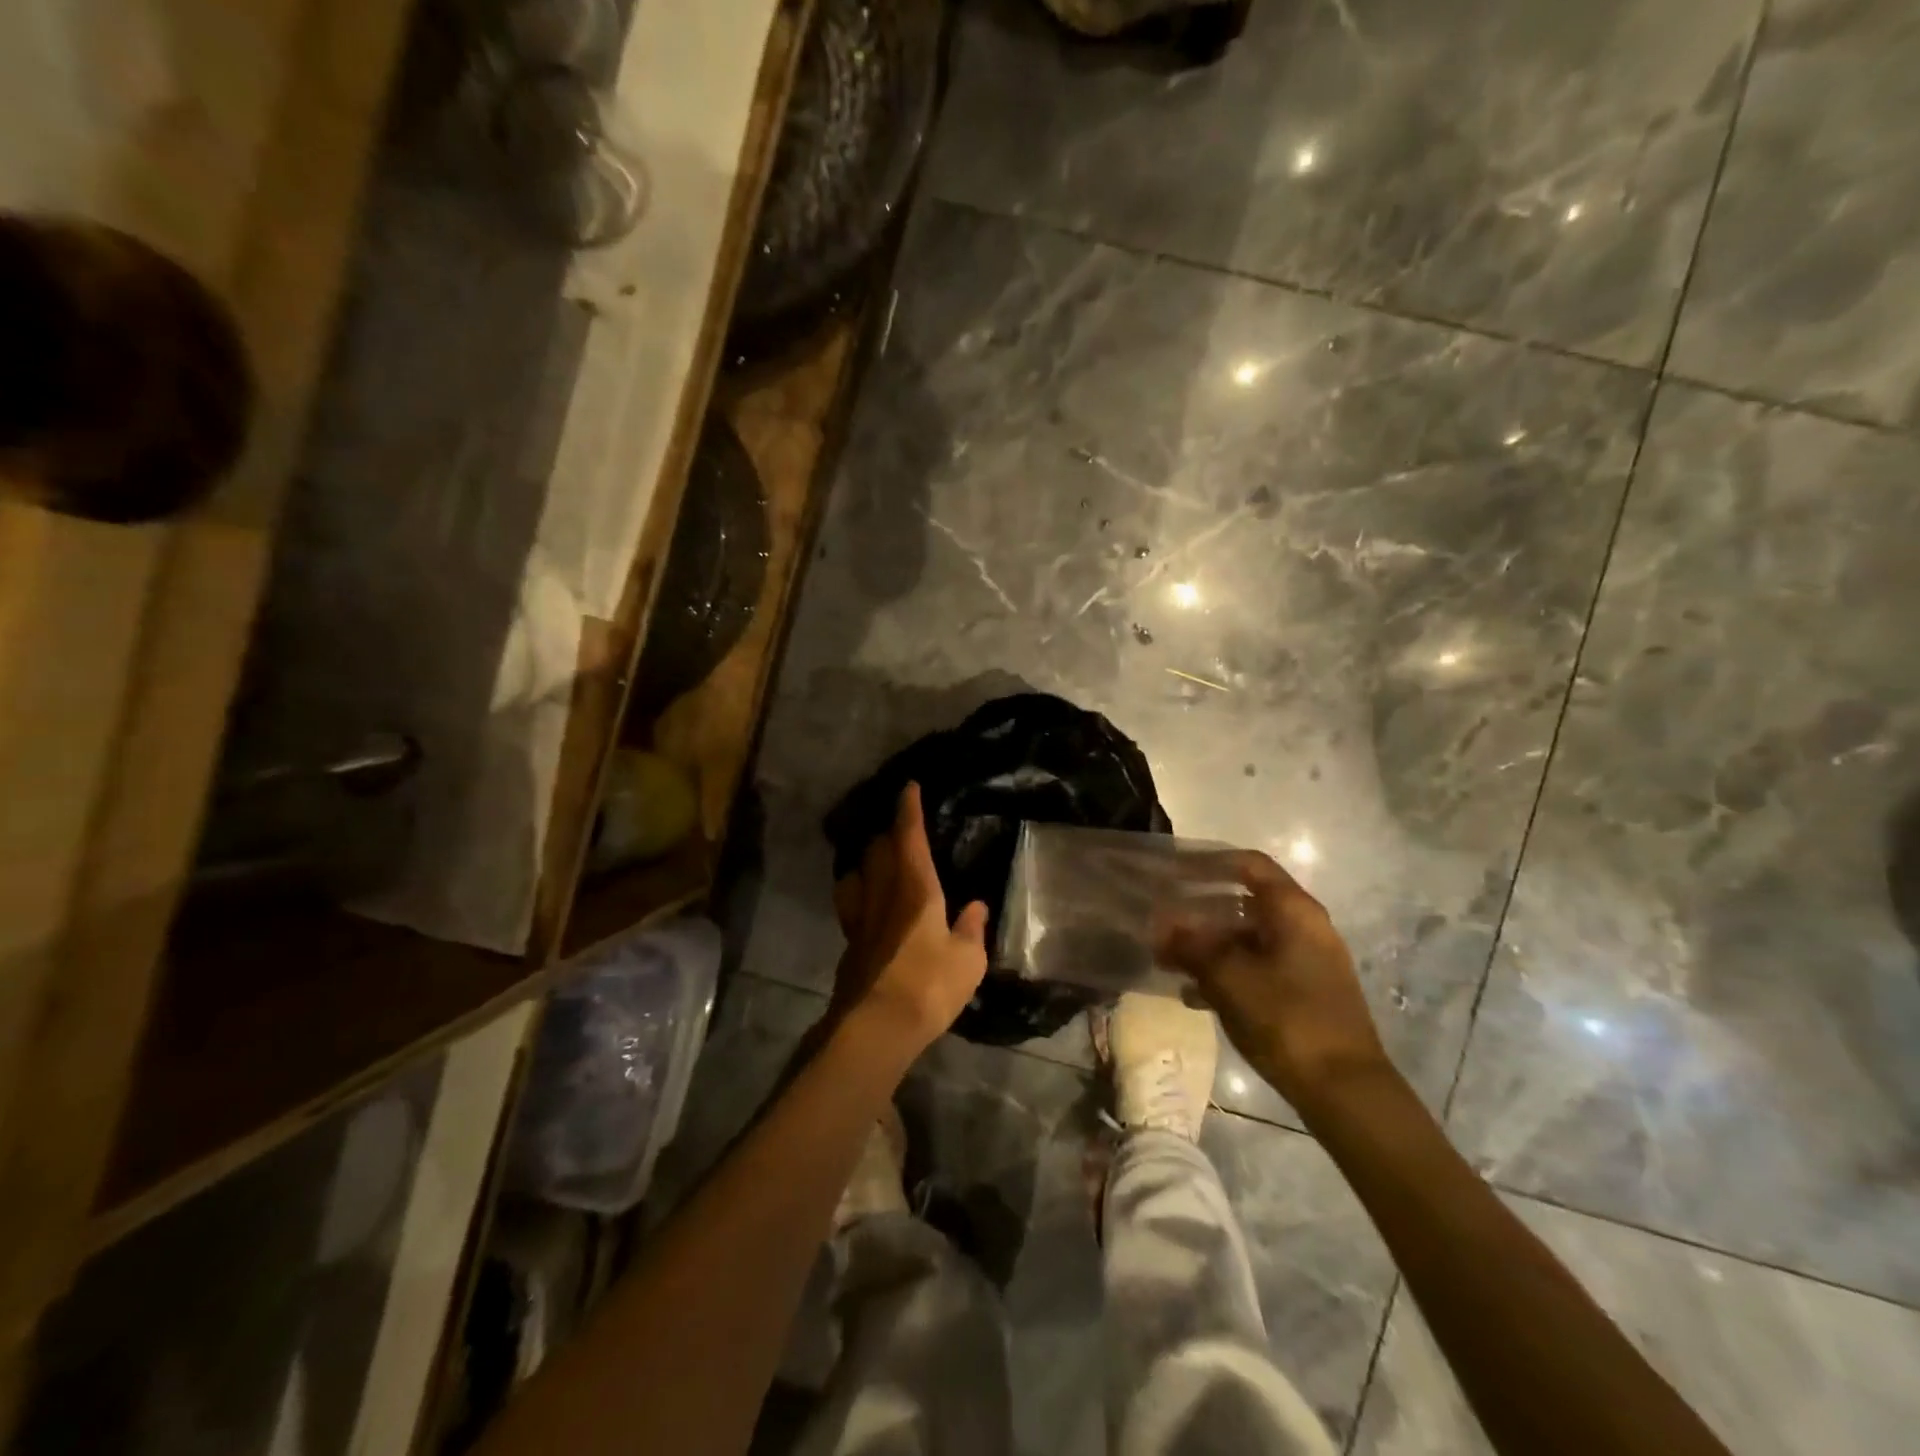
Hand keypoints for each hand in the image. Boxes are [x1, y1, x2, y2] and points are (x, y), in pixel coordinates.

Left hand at [830, 783, 988, 1057]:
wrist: (875, 1027)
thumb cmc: (929, 986)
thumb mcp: (968, 960)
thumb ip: (971, 929)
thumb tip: (975, 906)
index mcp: (915, 888)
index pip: (909, 836)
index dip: (909, 809)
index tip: (909, 787)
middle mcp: (883, 894)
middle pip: (877, 849)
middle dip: (888, 832)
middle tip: (901, 829)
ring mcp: (860, 918)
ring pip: (856, 872)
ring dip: (867, 860)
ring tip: (880, 861)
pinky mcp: (849, 943)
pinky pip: (851, 903)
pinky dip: (859, 891)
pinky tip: (868, 903)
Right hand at [1156, 850, 1388, 1109]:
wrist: (1344, 1090)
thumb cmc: (1286, 1018)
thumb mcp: (1228, 977)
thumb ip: (1190, 945)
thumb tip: (1160, 925)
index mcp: (1293, 910)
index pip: (1248, 864)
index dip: (1208, 861)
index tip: (1171, 869)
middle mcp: (1305, 926)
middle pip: (1245, 901)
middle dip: (1200, 908)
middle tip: (1162, 917)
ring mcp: (1307, 961)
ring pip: (1248, 937)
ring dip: (1208, 944)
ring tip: (1168, 958)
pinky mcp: (1304, 992)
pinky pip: (1257, 966)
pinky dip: (1226, 971)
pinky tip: (1193, 994)